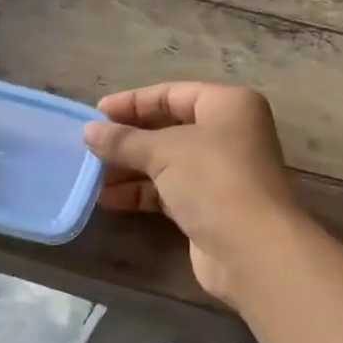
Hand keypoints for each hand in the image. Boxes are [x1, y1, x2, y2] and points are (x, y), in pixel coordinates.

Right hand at [83, 82, 303, 301]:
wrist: (253, 250)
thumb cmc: (213, 180)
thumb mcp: (164, 152)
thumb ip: (124, 140)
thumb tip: (89, 132)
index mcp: (229, 105)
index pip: (173, 93)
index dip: (133, 102)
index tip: (96, 114)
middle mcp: (230, 134)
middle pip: (170, 128)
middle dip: (130, 139)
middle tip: (90, 146)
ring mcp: (222, 173)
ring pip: (169, 162)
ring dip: (131, 168)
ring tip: (91, 176)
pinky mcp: (212, 207)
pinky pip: (170, 191)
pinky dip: (142, 193)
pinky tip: (109, 200)